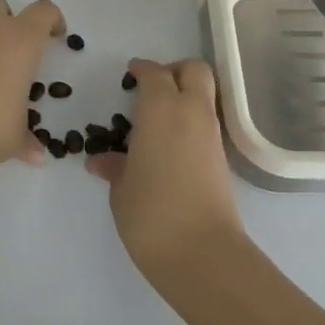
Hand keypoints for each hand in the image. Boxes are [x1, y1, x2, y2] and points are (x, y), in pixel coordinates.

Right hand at [86, 58, 245, 285]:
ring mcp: (211, 135)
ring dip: (185, 96)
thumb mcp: (121, 189)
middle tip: (152, 87)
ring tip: (156, 119)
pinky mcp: (223, 159)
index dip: (142, 70)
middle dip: (174, 71)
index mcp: (161, 109)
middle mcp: (191, 112)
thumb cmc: (152, 213)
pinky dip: (191, 121)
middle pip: (194, 70)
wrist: (203, 254)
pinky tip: (169, 144)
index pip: (154, 73)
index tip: (130, 74)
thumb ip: (114, 167)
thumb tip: (101, 160)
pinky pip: (207, 122)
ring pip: (205, 95)